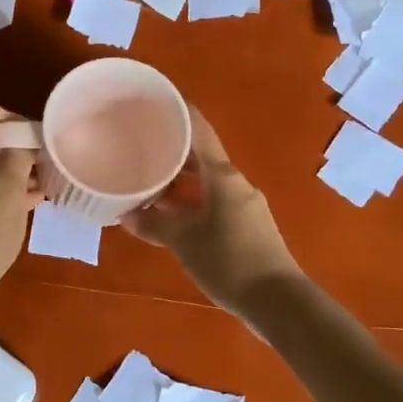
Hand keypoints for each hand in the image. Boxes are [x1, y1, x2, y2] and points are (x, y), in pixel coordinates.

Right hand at [124, 106, 303, 315]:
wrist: (277, 300)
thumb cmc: (229, 261)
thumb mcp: (184, 242)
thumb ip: (153, 225)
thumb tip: (125, 215)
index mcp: (222, 175)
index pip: (198, 130)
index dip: (178, 111)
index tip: (154, 100)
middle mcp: (235, 182)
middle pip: (200, 155)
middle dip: (171, 149)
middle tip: (139, 143)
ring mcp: (243, 204)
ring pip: (206, 181)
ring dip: (180, 179)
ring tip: (147, 179)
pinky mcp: (246, 225)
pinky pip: (213, 201)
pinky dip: (190, 200)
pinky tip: (170, 214)